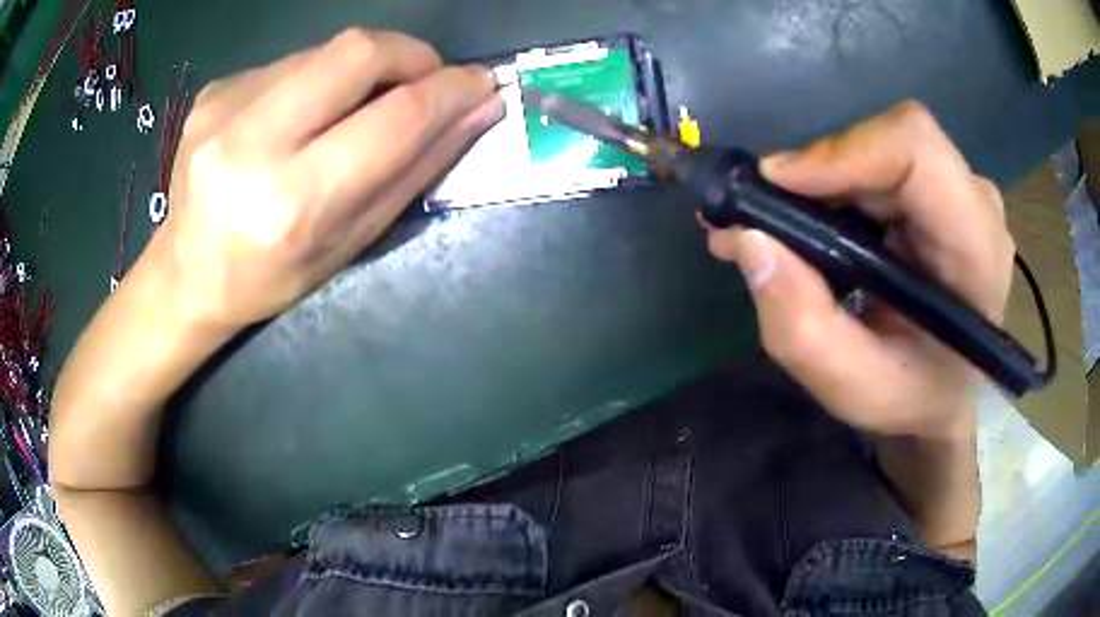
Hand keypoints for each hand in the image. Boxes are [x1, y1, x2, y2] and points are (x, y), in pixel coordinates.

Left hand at [154, 29, 501, 328]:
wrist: (186, 274)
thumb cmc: (271, 278)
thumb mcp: (349, 244)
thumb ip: (414, 171)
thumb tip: (474, 110)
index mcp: (291, 202)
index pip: (393, 118)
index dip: (450, 91)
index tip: (481, 83)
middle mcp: (251, 143)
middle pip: (359, 51)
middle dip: (412, 55)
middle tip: (424, 80)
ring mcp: (225, 107)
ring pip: (327, 50)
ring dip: (364, 69)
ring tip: (356, 107)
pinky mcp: (214, 89)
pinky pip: (292, 62)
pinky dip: (319, 78)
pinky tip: (303, 114)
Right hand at [708, 102, 1014, 438]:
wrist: (944, 392)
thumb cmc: (914, 398)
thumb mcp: (855, 389)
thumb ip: (804, 330)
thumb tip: (750, 241)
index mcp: (976, 250)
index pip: (916, 149)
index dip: (843, 152)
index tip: (777, 186)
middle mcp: (974, 203)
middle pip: (887, 144)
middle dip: (817, 175)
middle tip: (756, 217)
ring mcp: (956, 190)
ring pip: (874, 148)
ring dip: (818, 184)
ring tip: (771, 228)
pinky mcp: (935, 188)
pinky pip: (874, 163)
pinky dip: (831, 187)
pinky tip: (805, 223)